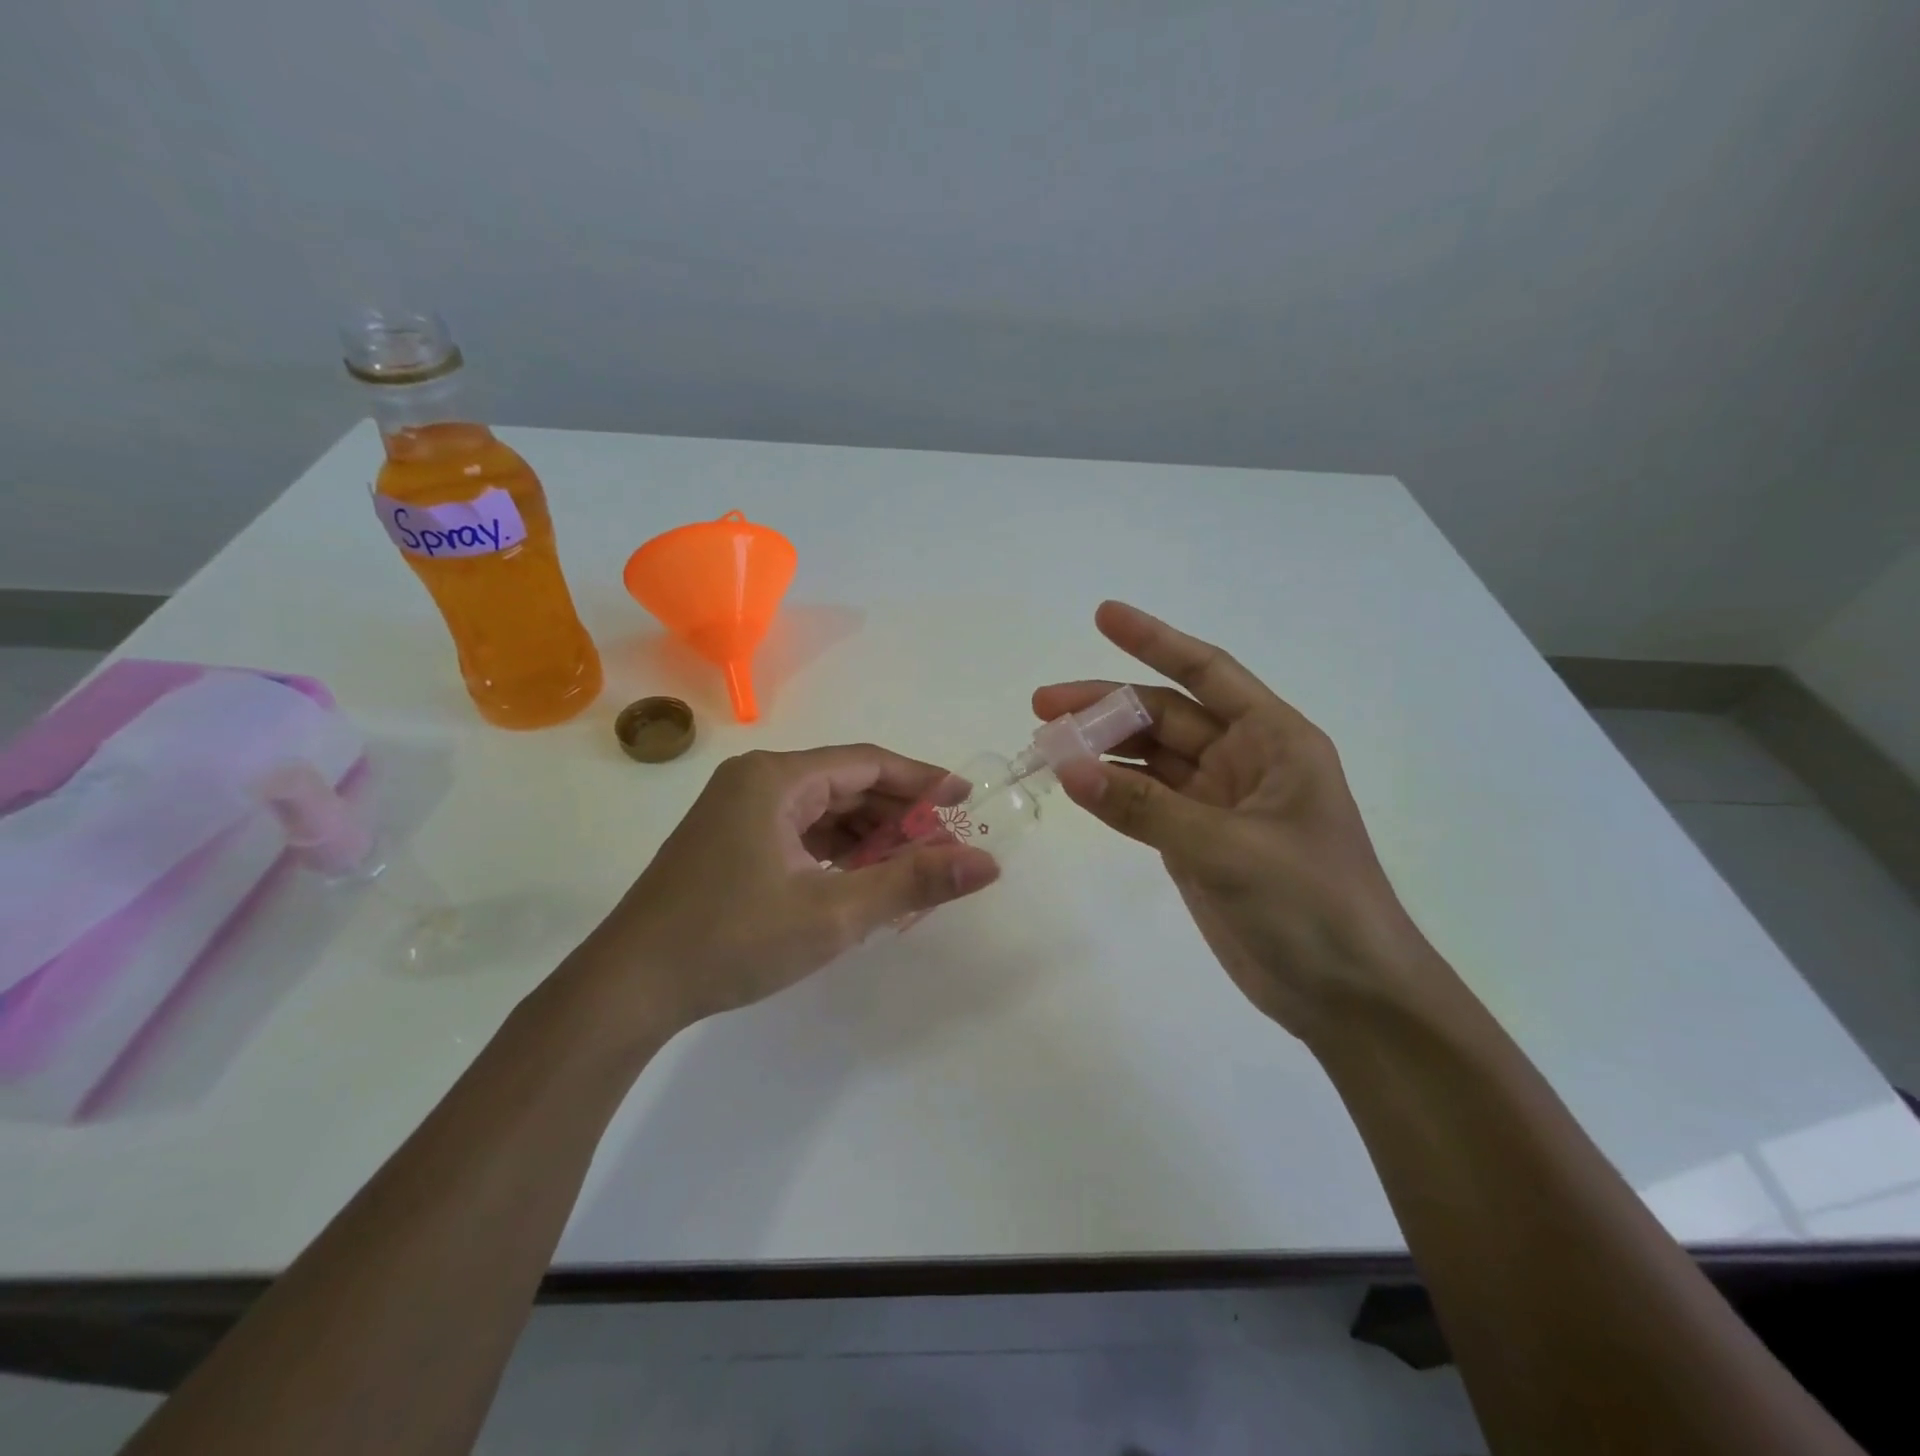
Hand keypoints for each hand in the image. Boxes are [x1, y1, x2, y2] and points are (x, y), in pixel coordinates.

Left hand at [571, 746, 999, 1036]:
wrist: (629, 988)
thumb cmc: (733, 940)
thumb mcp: (834, 913)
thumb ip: (913, 882)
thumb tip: (986, 864)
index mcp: (776, 778)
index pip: (868, 764)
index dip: (923, 780)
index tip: (967, 800)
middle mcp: (756, 781)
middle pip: (847, 786)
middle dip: (898, 816)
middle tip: (945, 847)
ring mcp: (738, 811)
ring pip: (823, 811)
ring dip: (869, 838)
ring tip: (912, 870)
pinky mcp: (730, 842)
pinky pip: (799, 833)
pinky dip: (837, 853)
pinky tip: (862, 881)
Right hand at [1034, 602, 1443, 1040]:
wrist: (1348, 996)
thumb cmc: (1312, 906)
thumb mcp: (1229, 849)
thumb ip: (1144, 808)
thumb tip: (1067, 767)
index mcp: (1274, 740)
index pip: (1207, 672)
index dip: (1155, 639)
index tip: (1103, 614)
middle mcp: (1245, 760)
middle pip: (1165, 716)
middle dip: (1105, 707)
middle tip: (1042, 707)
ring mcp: (1218, 803)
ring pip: (1149, 760)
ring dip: (1101, 750)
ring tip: (1045, 746)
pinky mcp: (1197, 841)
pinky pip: (1145, 803)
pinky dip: (1110, 793)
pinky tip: (1074, 784)